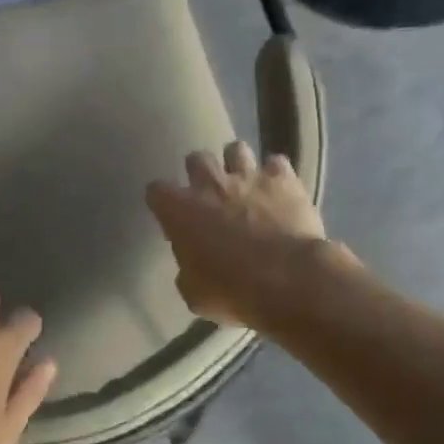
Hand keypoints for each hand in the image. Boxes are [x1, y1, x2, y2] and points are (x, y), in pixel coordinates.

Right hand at [146, 141, 341, 328]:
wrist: (287, 280)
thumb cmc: (232, 291)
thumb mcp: (195, 294)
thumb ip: (188, 271)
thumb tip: (192, 266)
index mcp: (180, 211)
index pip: (157, 191)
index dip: (163, 201)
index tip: (170, 215)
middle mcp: (211, 184)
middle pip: (196, 159)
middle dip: (200, 172)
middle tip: (209, 194)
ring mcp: (249, 177)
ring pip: (236, 149)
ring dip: (237, 164)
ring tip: (245, 183)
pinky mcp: (284, 179)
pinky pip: (276, 164)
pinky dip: (276, 175)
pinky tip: (280, 190)